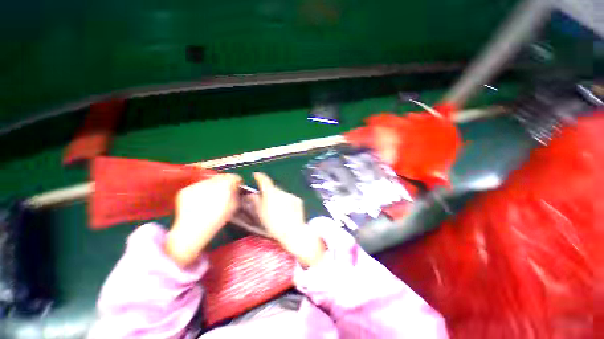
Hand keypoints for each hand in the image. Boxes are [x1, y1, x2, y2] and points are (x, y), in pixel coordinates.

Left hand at [166, 174, 241, 266]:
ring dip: (211, 186)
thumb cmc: (217, 220)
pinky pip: (196, 187)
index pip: (234, 177)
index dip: (236, 182)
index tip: (235, 186)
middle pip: (220, 177)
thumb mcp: (233, 206)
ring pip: (208, 181)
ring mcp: (196, 185)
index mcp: (225, 185)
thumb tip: (235, 188)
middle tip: (223, 192)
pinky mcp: (185, 190)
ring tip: (209, 198)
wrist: (193, 231)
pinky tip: (199, 202)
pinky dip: (199, 192)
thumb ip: (236, 194)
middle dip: (223, 183)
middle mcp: (211, 182)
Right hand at [252, 172, 324, 266]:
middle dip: (269, 192)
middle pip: (273, 188)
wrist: (293, 231)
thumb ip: (255, 201)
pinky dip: (286, 201)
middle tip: (266, 201)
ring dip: (278, 197)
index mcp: (270, 193)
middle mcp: (281, 191)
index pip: (264, 180)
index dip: (259, 176)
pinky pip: (289, 197)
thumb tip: (251, 195)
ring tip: (277, 209)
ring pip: (281, 193)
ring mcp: (290, 195)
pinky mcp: (297, 199)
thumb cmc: (274, 224)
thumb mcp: (261, 214)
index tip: (256, 175)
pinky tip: (286, 210)